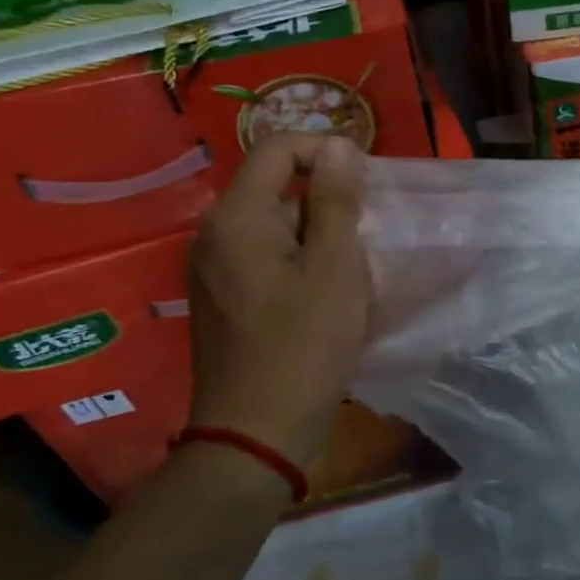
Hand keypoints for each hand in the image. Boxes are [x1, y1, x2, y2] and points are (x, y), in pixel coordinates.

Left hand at [187, 134, 369, 467]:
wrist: (256, 433)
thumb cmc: (304, 345)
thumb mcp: (335, 266)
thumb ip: (336, 200)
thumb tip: (337, 145)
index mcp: (237, 218)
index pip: (277, 149)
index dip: (324, 151)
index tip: (365, 184)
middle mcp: (214, 234)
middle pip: (274, 185)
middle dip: (325, 197)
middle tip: (366, 233)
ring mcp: (213, 269)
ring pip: (272, 223)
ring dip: (316, 231)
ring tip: (352, 267)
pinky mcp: (222, 297)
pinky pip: (263, 255)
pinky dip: (299, 257)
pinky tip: (326, 292)